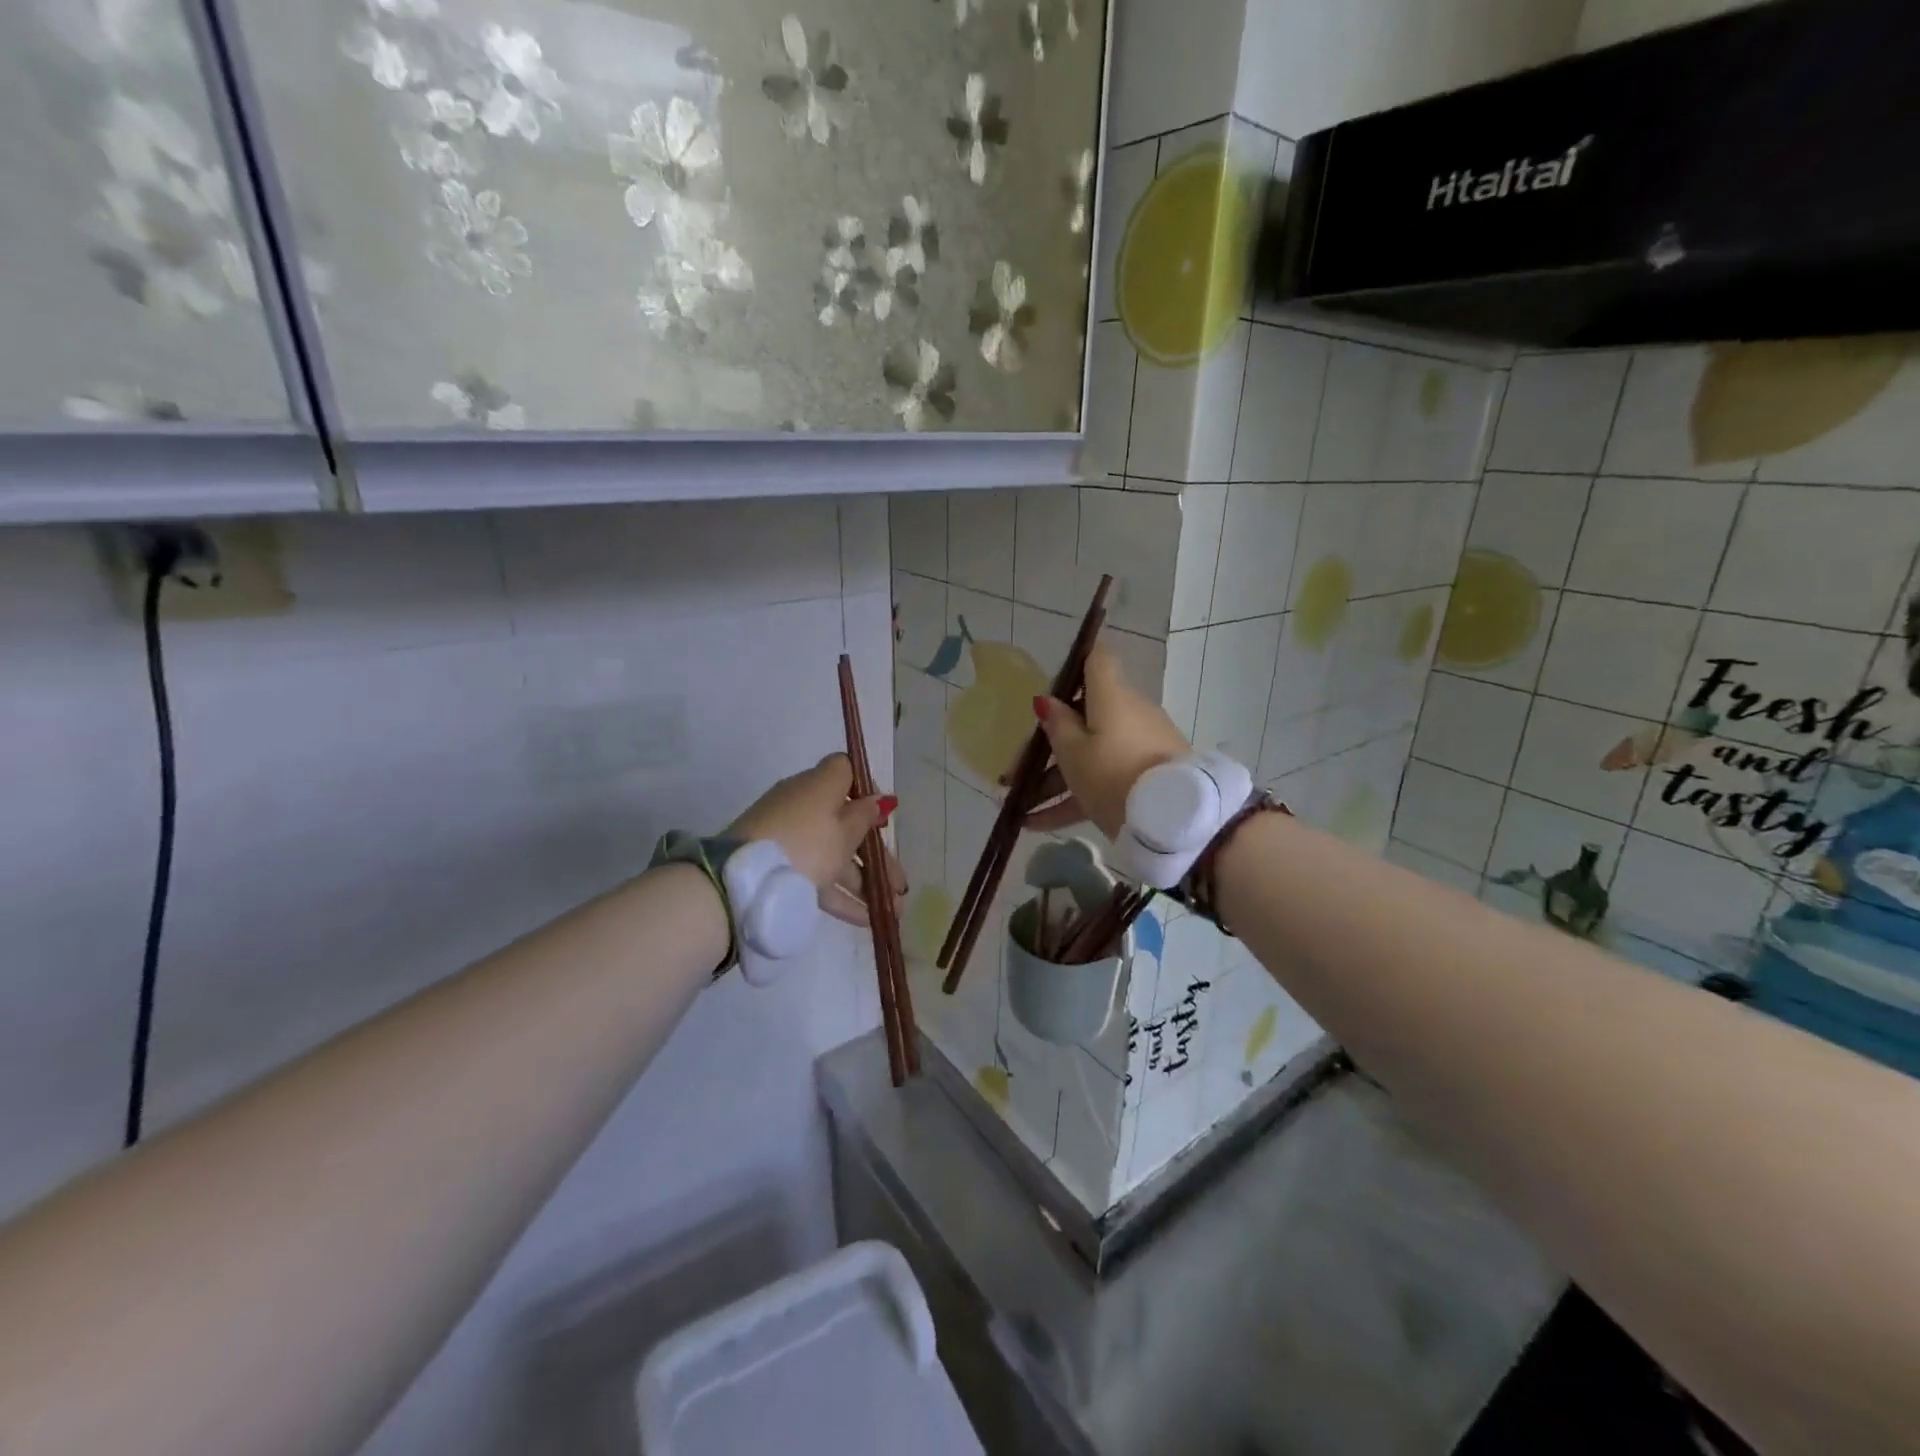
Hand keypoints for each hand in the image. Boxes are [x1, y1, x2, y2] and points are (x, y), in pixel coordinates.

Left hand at [729, 754, 905, 928]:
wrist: (744, 881)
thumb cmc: (806, 844)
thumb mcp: (845, 831)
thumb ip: (865, 816)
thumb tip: (878, 799)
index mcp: (819, 785)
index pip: (846, 771)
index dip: (867, 789)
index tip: (883, 816)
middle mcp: (803, 804)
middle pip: (847, 822)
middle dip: (877, 855)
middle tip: (901, 884)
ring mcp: (789, 836)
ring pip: (834, 854)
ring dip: (865, 881)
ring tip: (892, 911)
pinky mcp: (778, 865)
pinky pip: (817, 874)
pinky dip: (840, 894)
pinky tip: (865, 920)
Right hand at [1026, 645, 1191, 839]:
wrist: (1170, 821)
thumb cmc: (1113, 775)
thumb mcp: (1074, 754)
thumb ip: (1057, 726)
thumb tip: (1047, 700)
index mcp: (1112, 697)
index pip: (1097, 659)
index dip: (1076, 660)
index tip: (1054, 678)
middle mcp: (1130, 714)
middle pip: (1085, 716)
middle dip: (1050, 742)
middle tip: (1016, 769)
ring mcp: (1141, 746)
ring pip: (1091, 753)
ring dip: (1054, 779)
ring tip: (1020, 807)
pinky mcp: (1146, 776)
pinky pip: (1103, 780)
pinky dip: (1074, 797)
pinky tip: (1038, 824)